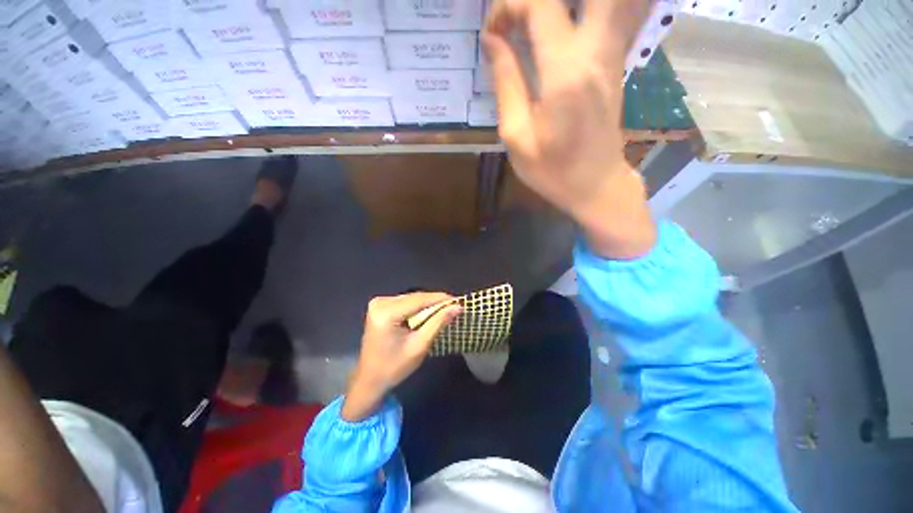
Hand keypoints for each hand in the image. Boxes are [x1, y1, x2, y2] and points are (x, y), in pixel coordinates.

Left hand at [342, 292, 460, 421]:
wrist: (369, 380)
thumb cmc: (394, 368)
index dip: (440, 299)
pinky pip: (405, 302)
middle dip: (435, 302)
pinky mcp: (380, 306)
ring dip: (427, 305)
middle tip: (454, 307)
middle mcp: (380, 302)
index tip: (459, 301)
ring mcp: (379, 303)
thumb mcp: (420, 345)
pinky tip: (428, 314)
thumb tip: (457, 307)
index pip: (419, 299)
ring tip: (445, 311)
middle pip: (415, 297)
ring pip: (411, 298)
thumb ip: (438, 323)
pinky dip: (418, 308)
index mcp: (386, 313)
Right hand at [483, 0, 656, 258]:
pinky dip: (576, 14)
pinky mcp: (615, 62)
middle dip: (536, 0)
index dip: (509, 5)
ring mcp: (612, 54)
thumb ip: (505, 82)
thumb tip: (493, 40)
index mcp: (565, 73)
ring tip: (531, 29)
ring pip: (601, 2)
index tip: (493, 32)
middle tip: (517, 21)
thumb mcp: (516, 136)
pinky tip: (552, 36)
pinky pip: (604, 16)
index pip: (540, 4)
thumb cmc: (552, 171)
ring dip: (559, 6)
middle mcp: (595, 52)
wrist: (597, 185)